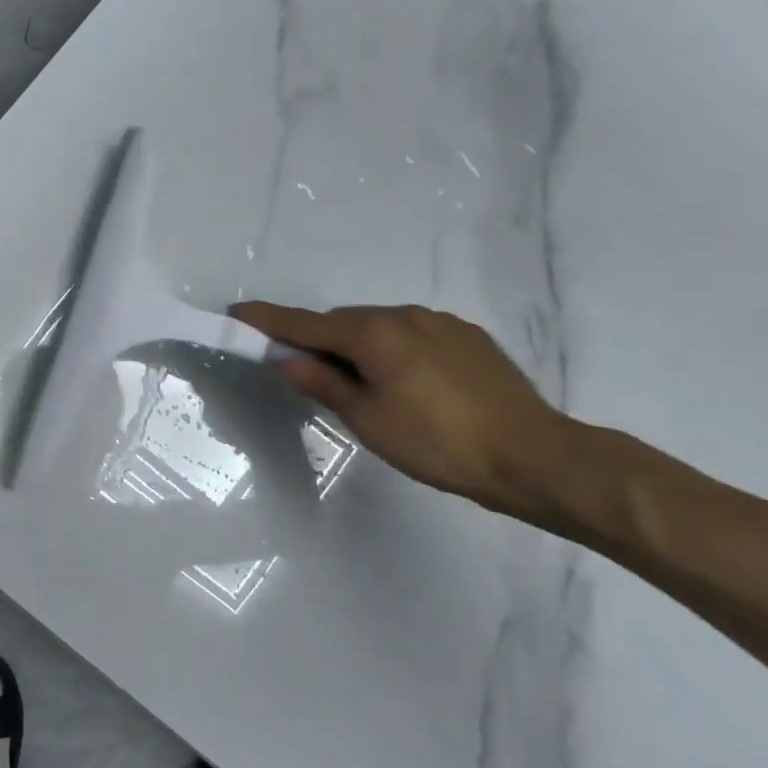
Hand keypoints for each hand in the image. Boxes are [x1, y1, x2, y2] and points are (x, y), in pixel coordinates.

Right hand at [230, 301, 568, 514]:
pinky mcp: (467, 336)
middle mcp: (403, 315)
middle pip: (343, 323)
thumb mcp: (368, 420)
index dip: (267, 321)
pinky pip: (413, 335)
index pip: (304, 324)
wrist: (531, 454)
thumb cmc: (437, 442)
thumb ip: (325, 384)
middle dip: (319, 341)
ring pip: (380, 328)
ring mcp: (440, 322)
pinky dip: (394, 350)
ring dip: (360, 347)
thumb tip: (289, 362)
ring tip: (366, 388)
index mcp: (372, 333)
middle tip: (308, 373)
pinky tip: (410, 384)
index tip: (236, 312)